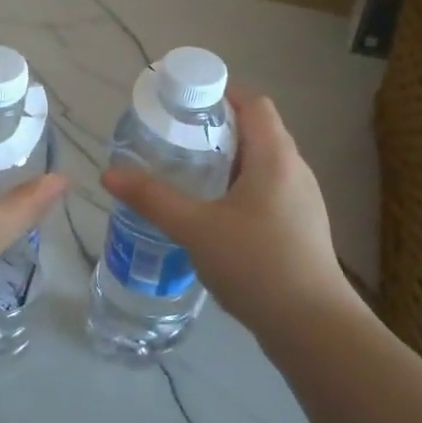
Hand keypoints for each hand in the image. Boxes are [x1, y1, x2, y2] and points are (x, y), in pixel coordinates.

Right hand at [100, 88, 356, 342]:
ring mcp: (302, 202)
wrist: (313, 328)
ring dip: (228, 161)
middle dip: (217, 128)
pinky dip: (239, 188)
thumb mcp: (195, 228)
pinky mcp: (300, 229)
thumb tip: (109, 174)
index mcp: (275, 157)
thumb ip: (152, 198)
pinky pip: (267, 192)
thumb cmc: (256, 264)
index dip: (221, 94)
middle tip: (175, 138)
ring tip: (188, 173)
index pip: (254, 103)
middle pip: (258, 131)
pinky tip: (213, 214)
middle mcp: (295, 171)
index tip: (183, 103)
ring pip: (262, 165)